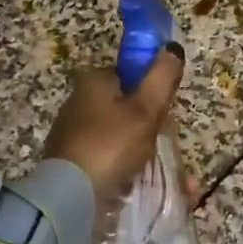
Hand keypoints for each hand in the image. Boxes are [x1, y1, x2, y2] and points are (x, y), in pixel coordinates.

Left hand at [42, 46, 185, 201]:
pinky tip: (142, 184)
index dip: (151, 91)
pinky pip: (108, 160)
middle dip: (150, 127)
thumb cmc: (110, 145)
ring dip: (142, 153)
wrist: (69, 196)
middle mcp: (78, 102)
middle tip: (164, 148)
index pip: (129, 74)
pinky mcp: (71, 161)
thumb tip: (172, 47)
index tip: (165, 113)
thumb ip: (161, 78)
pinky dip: (126, 170)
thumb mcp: (145, 109)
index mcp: (92, 82)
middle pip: (126, 107)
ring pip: (119, 137)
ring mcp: (72, 133)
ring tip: (164, 175)